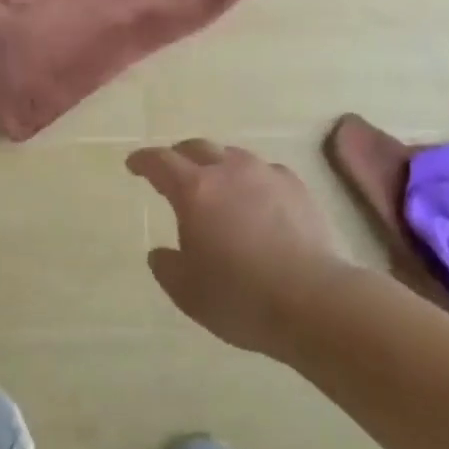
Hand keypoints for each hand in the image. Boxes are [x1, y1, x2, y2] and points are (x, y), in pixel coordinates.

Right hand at [127, 139, 357, 359]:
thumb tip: (161, 253)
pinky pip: (265, 172)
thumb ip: (167, 267)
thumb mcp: (187, 292)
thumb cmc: (240, 297)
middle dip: (179, 155)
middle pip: (197, 147)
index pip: (160, 161)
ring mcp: (267, 175)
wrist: (314, 301)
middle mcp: (229, 171)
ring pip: (233, 156)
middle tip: (172, 171)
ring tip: (216, 185)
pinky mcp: (297, 188)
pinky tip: (256, 199)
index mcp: (194, 191)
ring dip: (217, 165)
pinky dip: (251, 179)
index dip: (143, 161)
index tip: (134, 165)